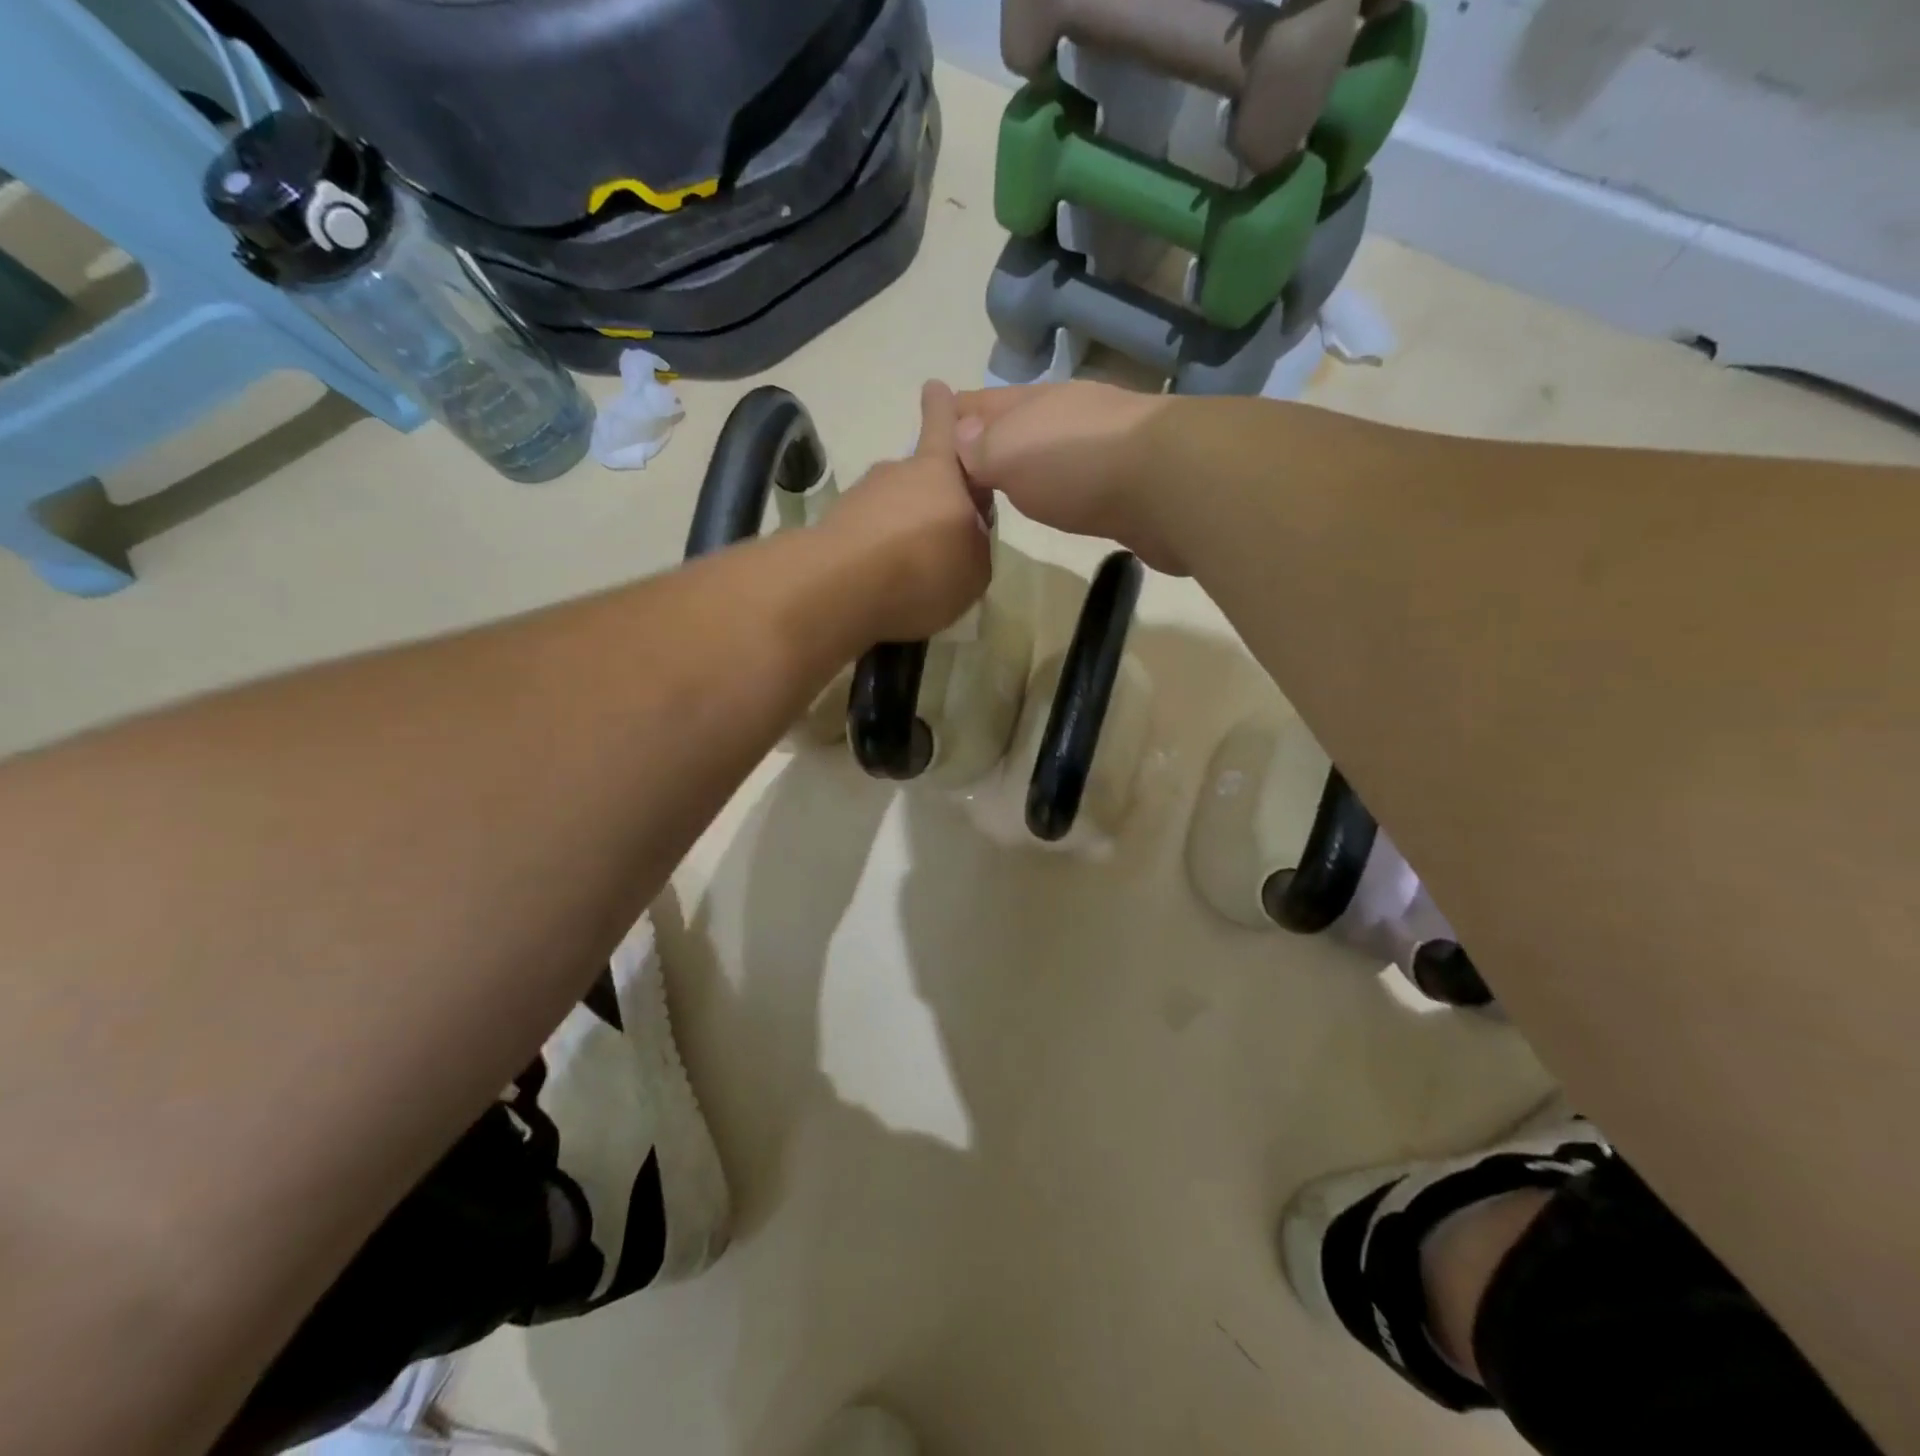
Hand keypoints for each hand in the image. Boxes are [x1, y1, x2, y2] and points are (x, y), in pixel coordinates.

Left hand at [824, 381, 993, 641]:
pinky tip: (883, 581)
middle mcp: (897, 472)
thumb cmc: (926, 569)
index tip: (934, 387)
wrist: (843, 585)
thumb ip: (976, 544)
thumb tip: (965, 534)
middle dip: (929, 501)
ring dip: (902, 529)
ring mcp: (861, 495)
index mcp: (940, 472)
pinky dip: (877, 550)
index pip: (943, 428)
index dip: (942, 410)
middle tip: (940, 540)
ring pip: (890, 507)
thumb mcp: (975, 569)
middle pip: (919, 478)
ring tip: (910, 569)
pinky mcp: (833, 524)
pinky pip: (867, 533)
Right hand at [953, 381, 1182, 572]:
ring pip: (1048, 453)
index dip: (953, 413)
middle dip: (987, 440)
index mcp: (1035, 402)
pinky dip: (1055, 489)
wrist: (1168, 485)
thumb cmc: (1076, 462)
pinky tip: (1052, 503)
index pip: (981, 403)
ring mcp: (1102, 449)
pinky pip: (1075, 483)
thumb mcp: (1009, 451)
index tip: (931, 423)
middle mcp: (1068, 417)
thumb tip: (959, 439)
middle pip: (1016, 425)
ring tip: (999, 488)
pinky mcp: (1127, 485)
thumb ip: (980, 449)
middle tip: (961, 467)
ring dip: (1024, 465)